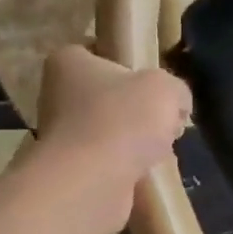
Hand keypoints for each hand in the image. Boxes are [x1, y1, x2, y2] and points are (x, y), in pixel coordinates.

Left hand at [35, 46, 190, 233]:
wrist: (93, 182)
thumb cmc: (123, 119)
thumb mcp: (165, 89)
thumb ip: (175, 89)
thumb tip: (177, 104)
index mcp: (68, 62)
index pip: (98, 51)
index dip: (129, 63)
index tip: (153, 80)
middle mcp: (56, 95)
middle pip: (108, 95)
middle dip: (137, 108)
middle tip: (165, 119)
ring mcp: (60, 136)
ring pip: (110, 131)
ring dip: (135, 141)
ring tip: (161, 149)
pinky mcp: (72, 170)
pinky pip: (108, 161)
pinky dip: (127, 166)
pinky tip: (147, 172)